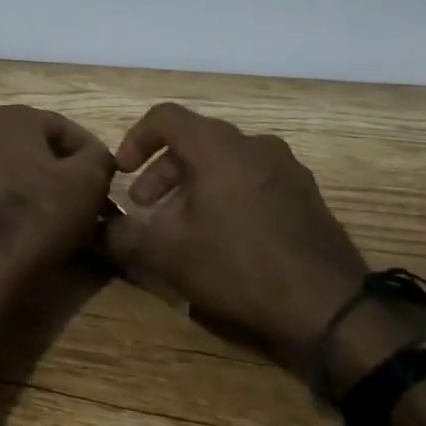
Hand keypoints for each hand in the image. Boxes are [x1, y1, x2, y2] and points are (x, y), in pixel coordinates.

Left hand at [0, 106, 115, 292]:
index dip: (93, 156)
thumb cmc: (40, 213)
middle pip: (39, 152)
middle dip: (66, 175)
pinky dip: (19, 210)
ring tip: (68, 221)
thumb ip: (99, 157)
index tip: (108, 183)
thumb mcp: (88, 180)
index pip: (66, 129)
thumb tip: (97, 157)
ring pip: (18, 176)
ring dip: (44, 193)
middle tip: (92, 202)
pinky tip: (37, 233)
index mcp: (11, 118)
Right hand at [105, 103, 369, 379]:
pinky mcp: (305, 195)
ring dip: (192, 184)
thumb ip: (121, 236)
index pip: (165, 117)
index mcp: (217, 146)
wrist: (331, 308)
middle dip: (161, 171)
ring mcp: (286, 168)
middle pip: (194, 140)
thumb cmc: (239, 266)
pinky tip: (221, 236)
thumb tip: (93, 229)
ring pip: (224, 161)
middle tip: (145, 206)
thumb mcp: (167, 254)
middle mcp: (253, 144)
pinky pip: (252, 178)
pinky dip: (225, 193)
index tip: (123, 171)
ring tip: (180, 224)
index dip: (135, 139)